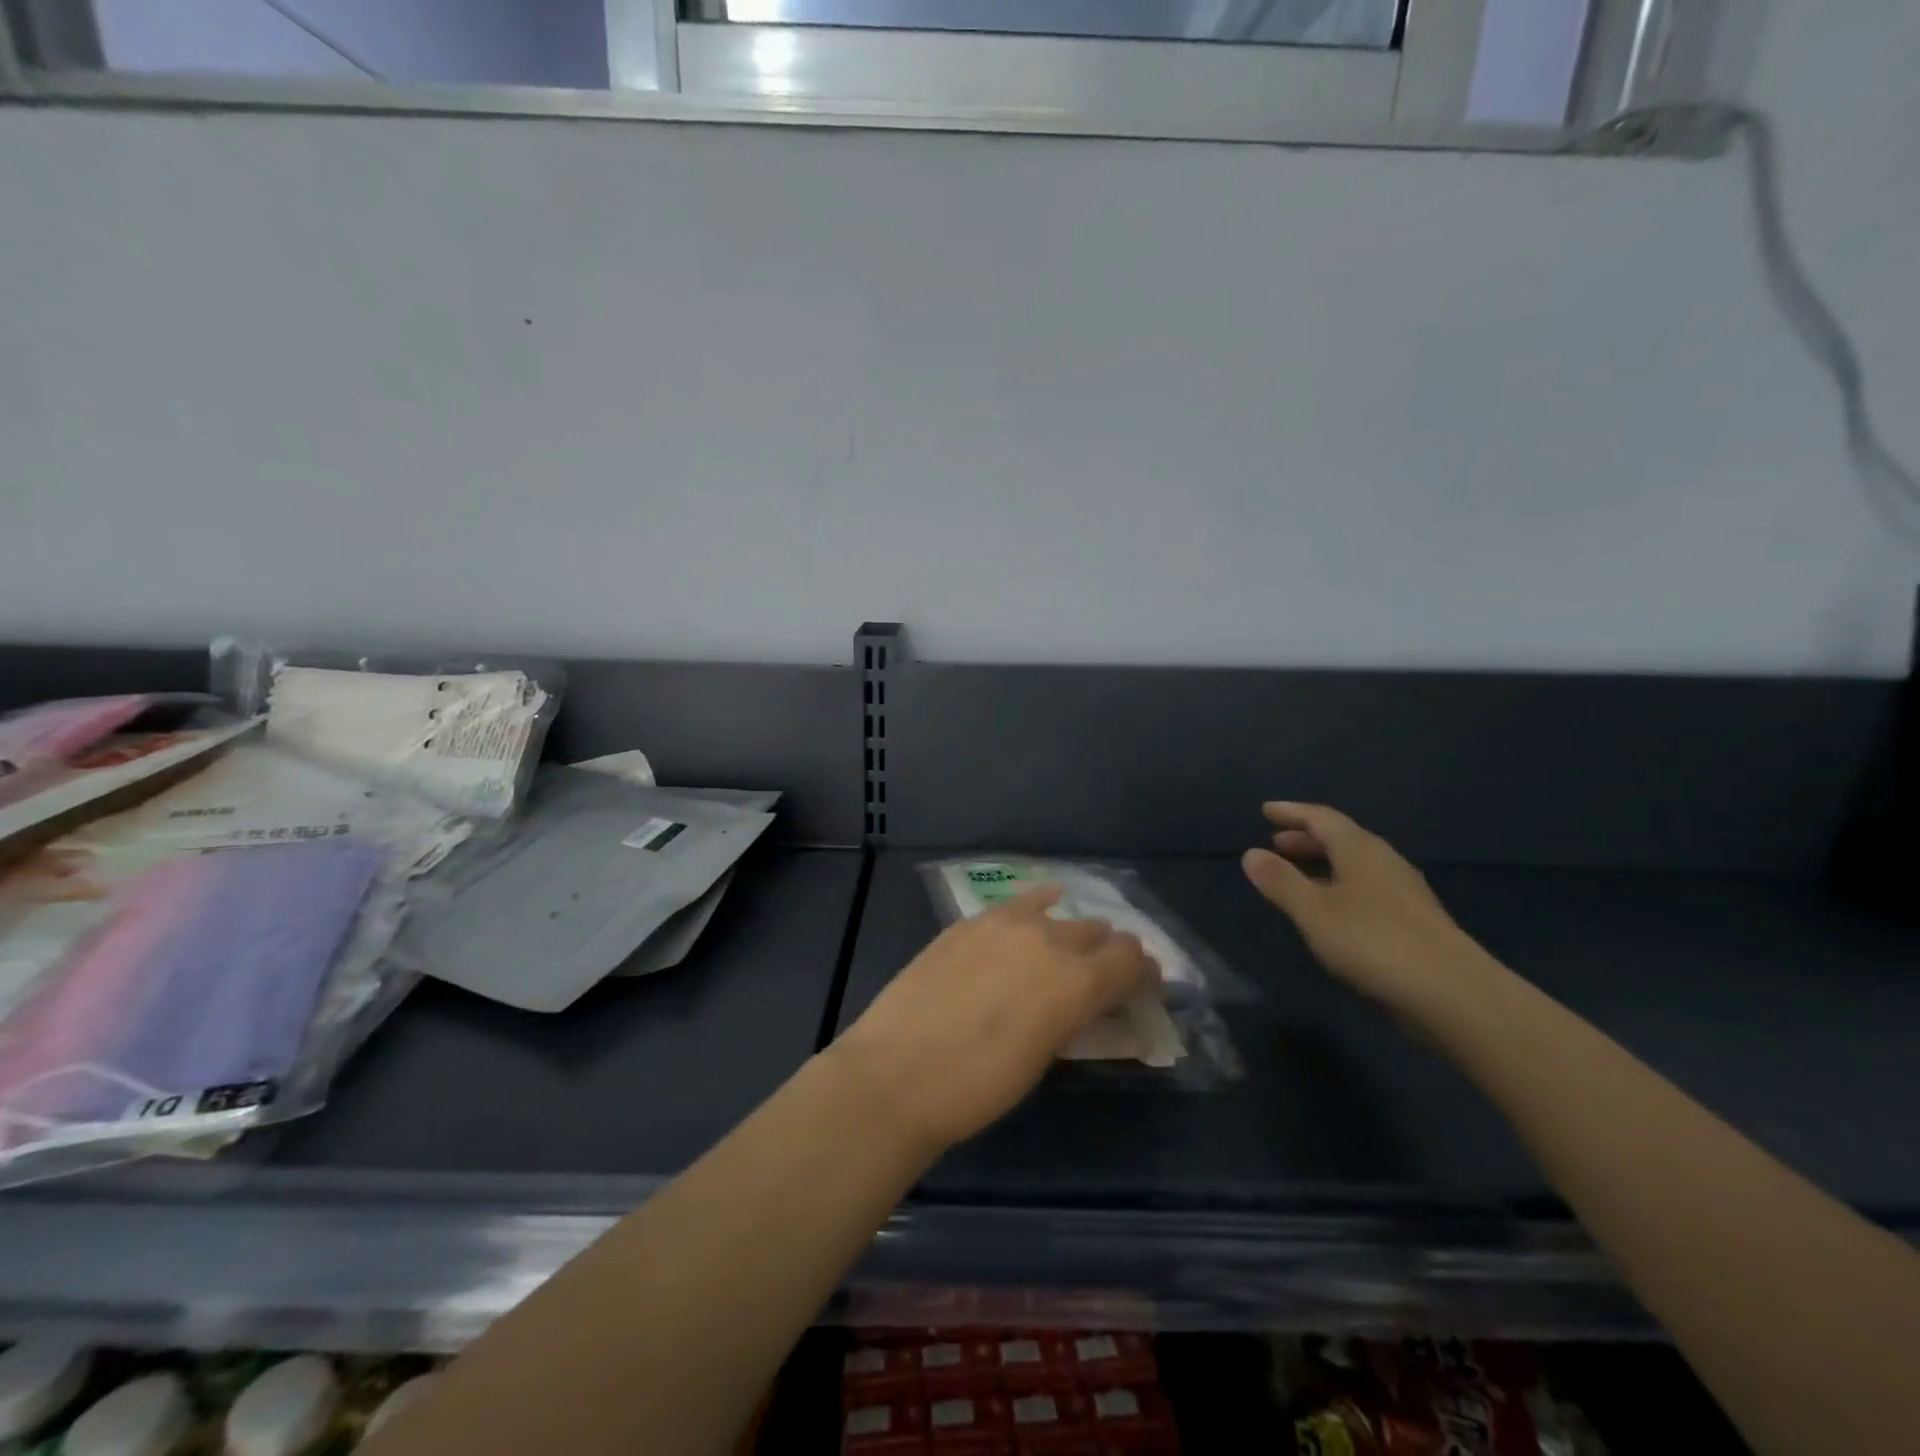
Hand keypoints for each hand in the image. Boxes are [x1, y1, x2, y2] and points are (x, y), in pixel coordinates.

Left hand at [833, 886, 1158, 1153]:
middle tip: (1106, 977)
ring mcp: (1005, 922)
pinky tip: (1046, 901)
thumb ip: (1074, 1018)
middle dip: (1111, 953)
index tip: (1146, 987)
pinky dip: (1038, 904)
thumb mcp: (1043, 1058)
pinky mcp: (970, 921)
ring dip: (1074, 932)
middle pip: (1098, 932)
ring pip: (1059, 915)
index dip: (1145, 973)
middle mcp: (1049, 939)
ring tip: (1071, 950)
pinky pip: (1018, 902)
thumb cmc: (978, 1087)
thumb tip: (1091, 1004)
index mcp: (1077, 980)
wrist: (897, 1073)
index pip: (1131, 960)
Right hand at [1242, 802, 1495, 1013]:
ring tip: (1299, 874)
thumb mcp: (1314, 912)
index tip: (1267, 810)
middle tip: (1277, 842)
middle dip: (1307, 838)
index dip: (1292, 813)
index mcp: (1360, 850)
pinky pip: (1368, 887)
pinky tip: (1334, 910)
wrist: (1454, 994)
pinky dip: (1342, 886)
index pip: (1322, 818)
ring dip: (1325, 863)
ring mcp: (1404, 891)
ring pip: (1357, 865)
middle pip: (1342, 839)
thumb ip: (1281, 882)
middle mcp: (1384, 862)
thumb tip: (1250, 853)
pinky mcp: (1415, 920)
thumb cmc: (1374, 942)